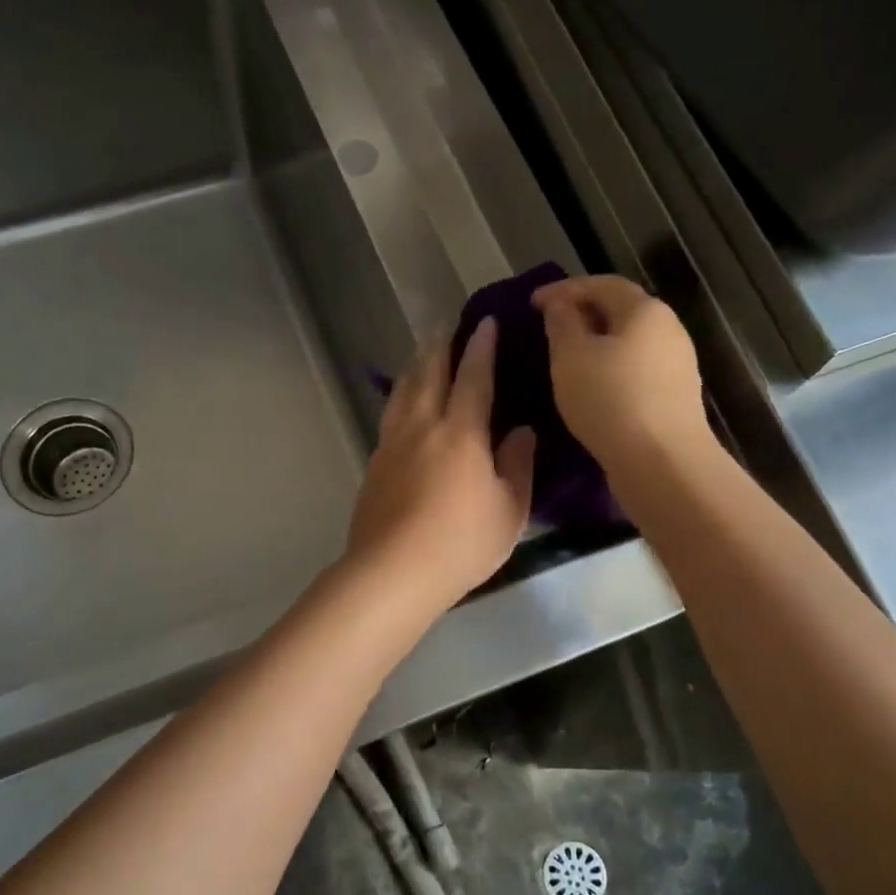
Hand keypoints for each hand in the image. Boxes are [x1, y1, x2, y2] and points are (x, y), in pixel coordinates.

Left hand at [343, 319, 535, 613]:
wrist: (392, 572)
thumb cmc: (461, 544)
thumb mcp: (509, 510)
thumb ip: (517, 465)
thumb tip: (521, 431)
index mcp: (461, 432)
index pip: (473, 376)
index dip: (481, 347)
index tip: (484, 322)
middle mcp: (422, 426)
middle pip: (428, 373)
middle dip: (440, 346)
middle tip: (447, 326)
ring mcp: (392, 443)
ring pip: (403, 390)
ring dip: (415, 365)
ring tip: (422, 354)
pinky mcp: (374, 464)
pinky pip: (390, 414)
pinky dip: (401, 396)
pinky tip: (403, 404)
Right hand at [532, 275, 708, 477]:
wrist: (663, 463)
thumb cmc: (610, 400)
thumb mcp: (571, 357)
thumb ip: (562, 324)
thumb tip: (561, 306)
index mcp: (645, 310)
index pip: (601, 284)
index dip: (564, 289)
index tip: (532, 303)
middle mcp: (668, 329)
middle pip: (621, 311)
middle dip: (583, 314)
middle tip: (550, 327)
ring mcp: (677, 365)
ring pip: (629, 343)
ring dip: (597, 344)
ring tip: (566, 359)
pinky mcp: (675, 397)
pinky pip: (636, 370)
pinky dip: (610, 369)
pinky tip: (592, 387)